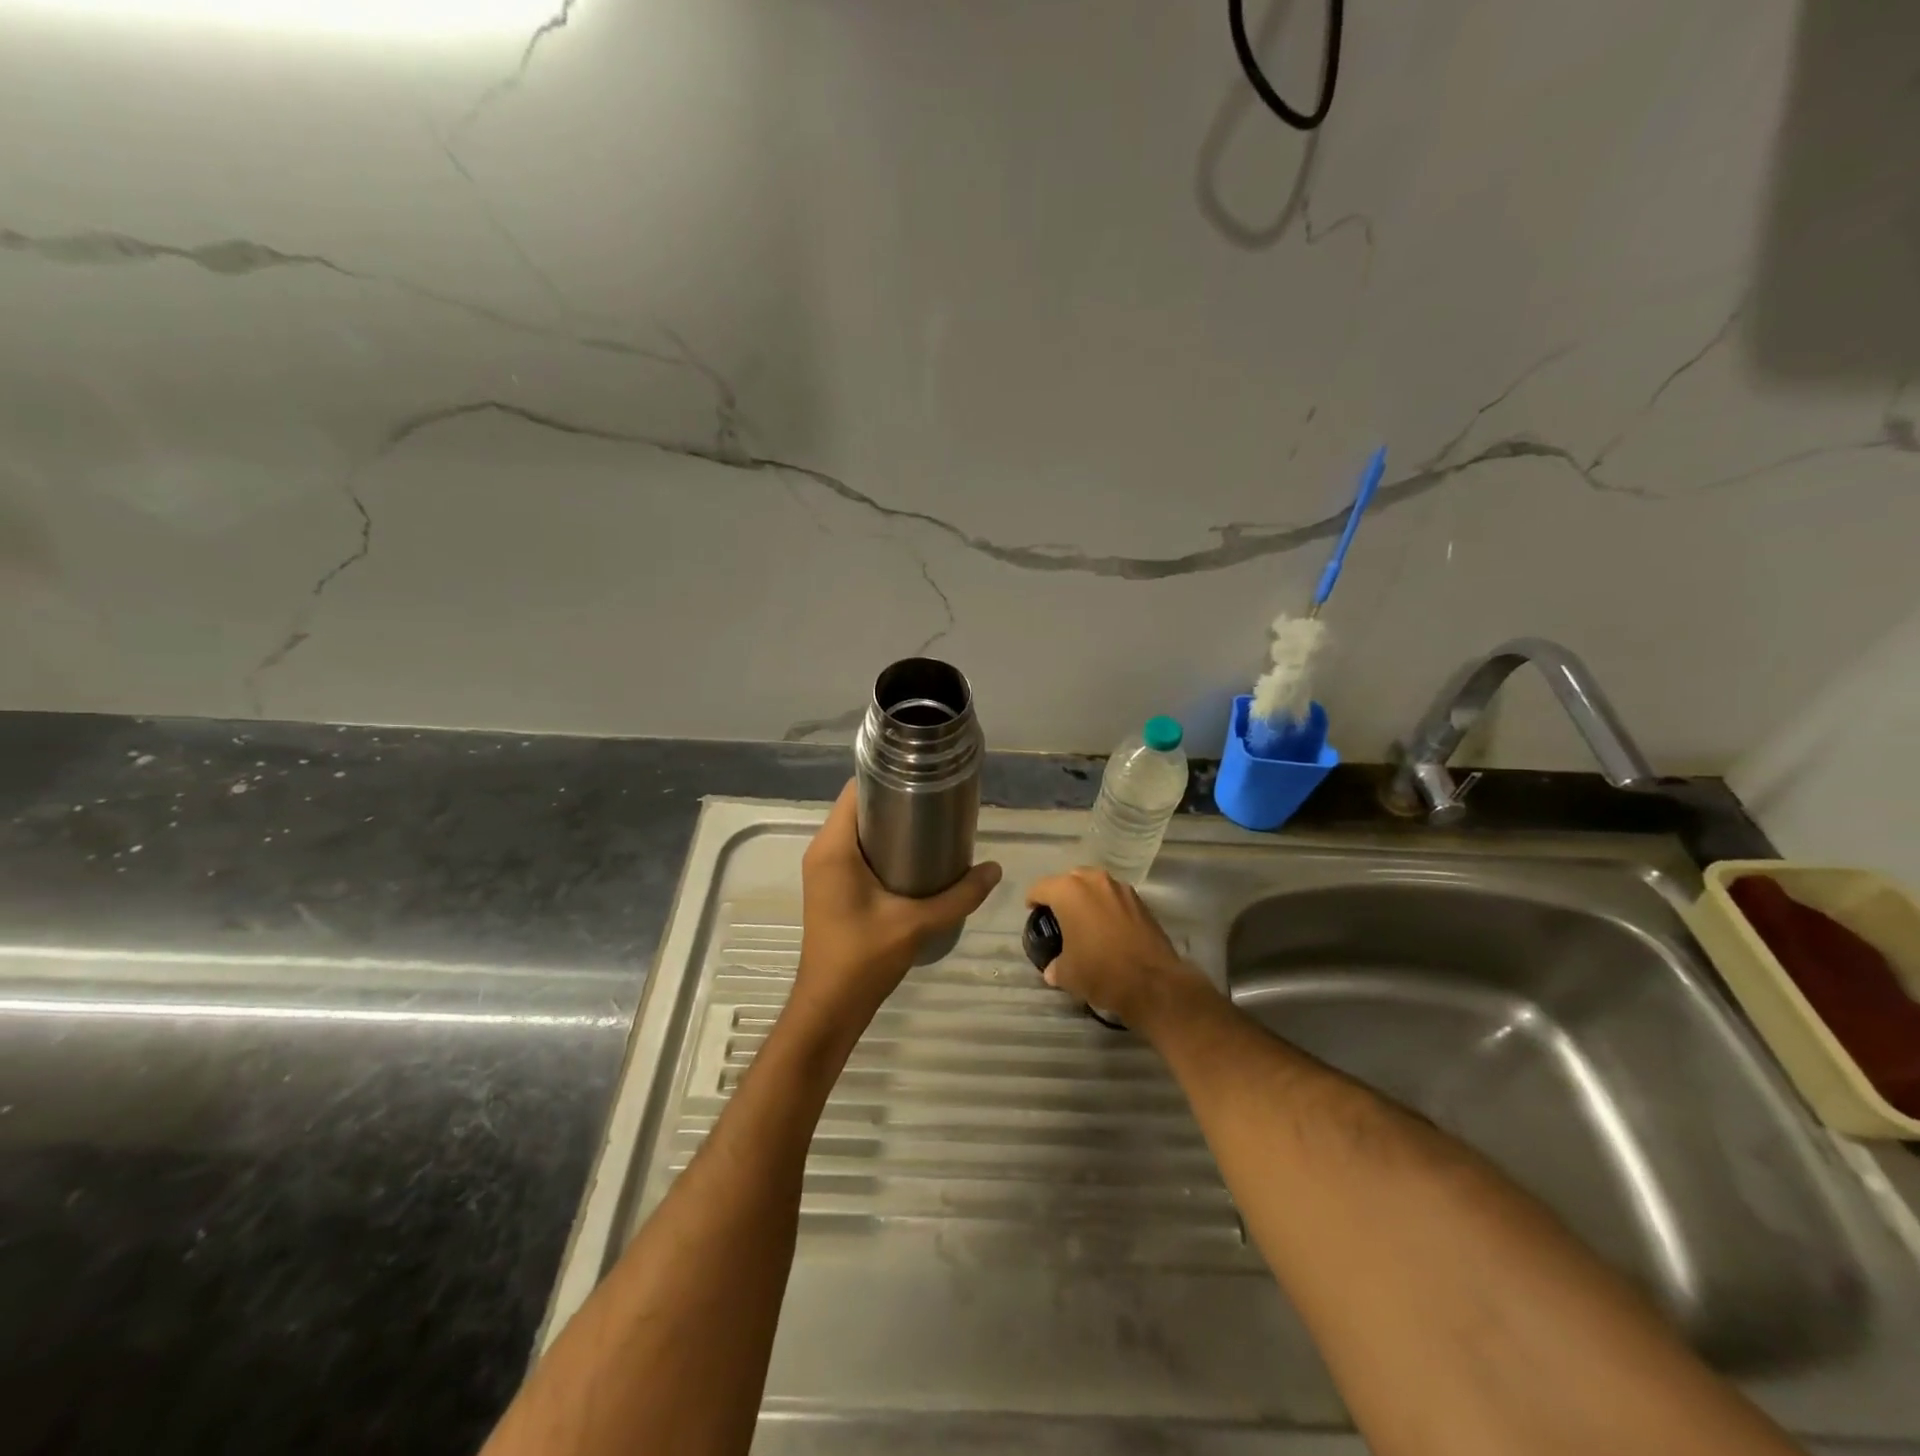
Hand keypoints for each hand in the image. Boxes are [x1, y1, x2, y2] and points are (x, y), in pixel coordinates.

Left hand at [792, 781, 1001, 1032]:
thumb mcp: (917, 924)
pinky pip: (856, 851)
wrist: (830, 1007)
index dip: (888, 778)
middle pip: (859, 808)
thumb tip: (995, 869)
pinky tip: (916, 859)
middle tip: (939, 806)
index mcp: (834, 848)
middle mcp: (823, 851)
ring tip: (934, 828)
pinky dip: (882, 847)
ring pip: (858, 830)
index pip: (855, 791)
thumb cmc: (863, 959)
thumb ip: (959, 896)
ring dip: (891, 826)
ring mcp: (825, 870)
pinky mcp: (832, 887)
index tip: (925, 780)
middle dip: (896, 802)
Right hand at [1025, 867, 1206, 1028]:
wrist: (1154, 983)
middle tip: (1058, 916)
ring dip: (1087, 898)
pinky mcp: (1141, 902)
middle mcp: (1094, 881)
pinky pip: (1115, 897)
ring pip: (1095, 885)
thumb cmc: (1101, 971)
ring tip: (1084, 920)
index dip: (1033, 900)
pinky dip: (1107, 907)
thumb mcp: (1067, 974)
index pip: (1041, 887)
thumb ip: (1055, 966)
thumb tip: (1053, 969)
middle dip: (1062, 894)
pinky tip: (1107, 928)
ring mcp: (1121, 889)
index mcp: (1069, 891)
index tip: (1032, 912)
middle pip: (1070, 879)